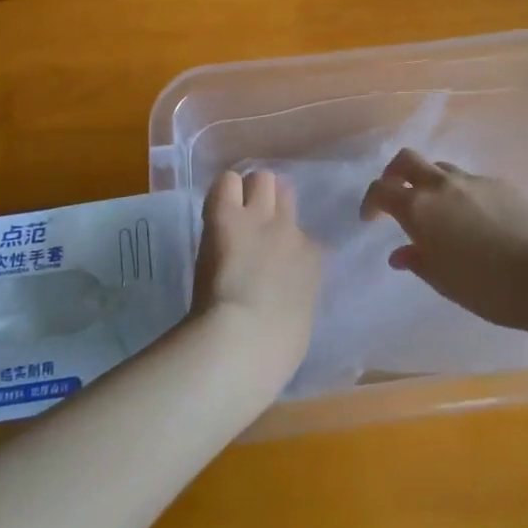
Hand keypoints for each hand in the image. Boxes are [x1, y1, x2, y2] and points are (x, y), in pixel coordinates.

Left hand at [191, 169, 323, 386]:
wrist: (245, 338)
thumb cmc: (275, 347)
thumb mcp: (299, 317)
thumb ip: (296, 295)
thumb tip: (286, 294)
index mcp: (312, 261)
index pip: (305, 236)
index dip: (286, 240)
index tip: (273, 251)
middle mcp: (291, 231)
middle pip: (285, 194)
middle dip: (270, 201)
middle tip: (251, 220)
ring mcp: (259, 218)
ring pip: (261, 180)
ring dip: (247, 191)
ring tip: (232, 207)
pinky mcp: (226, 215)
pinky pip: (227, 182)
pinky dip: (222, 191)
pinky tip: (215, 206)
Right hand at [360, 150, 527, 334]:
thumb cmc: (486, 286)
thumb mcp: (443, 280)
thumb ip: (417, 261)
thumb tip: (401, 253)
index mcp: (418, 208)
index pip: (381, 190)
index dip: (371, 202)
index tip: (371, 219)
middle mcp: (441, 186)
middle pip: (406, 160)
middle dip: (394, 174)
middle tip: (397, 195)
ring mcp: (474, 181)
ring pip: (441, 168)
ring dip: (431, 183)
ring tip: (439, 212)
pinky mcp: (502, 184)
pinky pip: (471, 182)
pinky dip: (462, 194)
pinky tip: (477, 221)